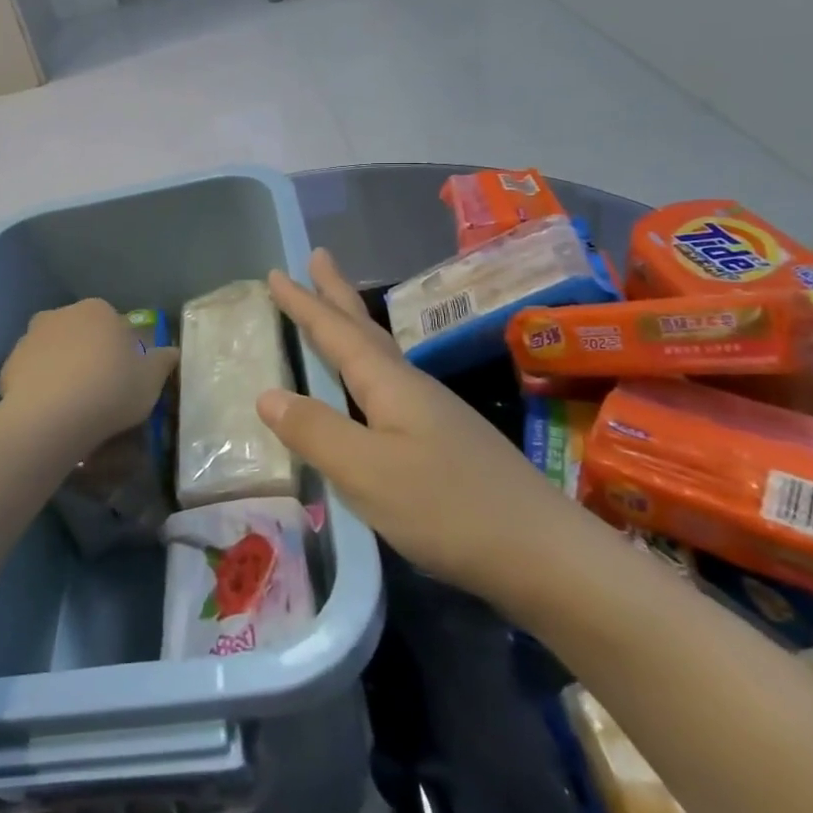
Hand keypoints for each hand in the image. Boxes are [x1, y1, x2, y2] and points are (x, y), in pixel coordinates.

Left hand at [0, 299, 179, 453]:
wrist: (50, 418)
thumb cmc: (110, 390)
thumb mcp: (151, 380)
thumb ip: (164, 362)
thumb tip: (172, 352)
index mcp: (98, 310)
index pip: (116, 326)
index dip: (124, 352)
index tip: (128, 379)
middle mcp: (61, 314)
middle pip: (83, 335)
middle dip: (91, 356)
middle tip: (102, 391)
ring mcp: (31, 337)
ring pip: (55, 352)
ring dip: (64, 369)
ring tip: (74, 405)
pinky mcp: (9, 364)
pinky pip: (33, 374)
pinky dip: (41, 387)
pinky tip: (51, 412)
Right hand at [258, 250, 584, 611]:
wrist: (546, 555)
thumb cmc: (448, 508)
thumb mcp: (367, 472)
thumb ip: (316, 432)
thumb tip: (267, 395)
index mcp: (390, 384)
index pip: (336, 332)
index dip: (304, 304)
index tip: (276, 272)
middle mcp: (412, 387)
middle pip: (365, 329)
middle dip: (335, 294)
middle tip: (317, 257)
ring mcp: (434, 413)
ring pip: (381, 355)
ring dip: (352, 327)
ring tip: (334, 312)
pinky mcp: (446, 442)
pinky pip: (391, 385)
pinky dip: (367, 368)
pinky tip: (370, 388)